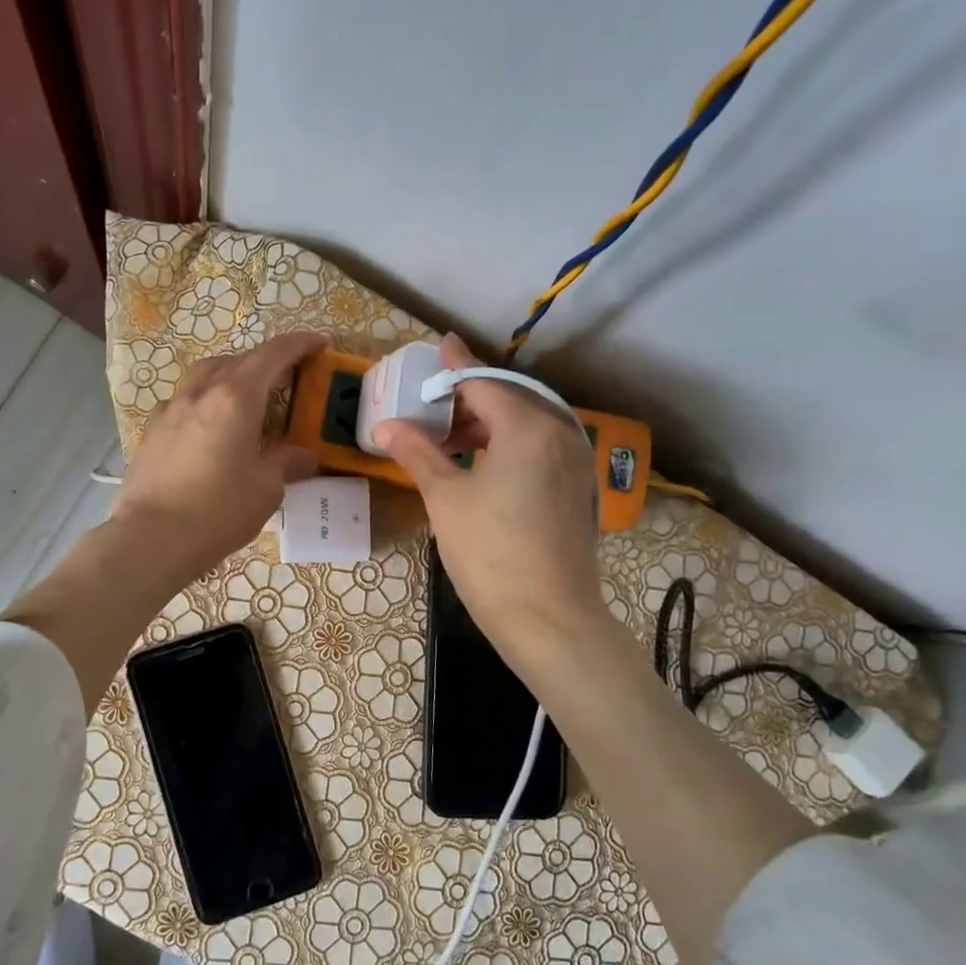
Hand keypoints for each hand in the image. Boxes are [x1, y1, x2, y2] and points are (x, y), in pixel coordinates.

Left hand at [115, 331, 325, 585]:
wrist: (151, 539)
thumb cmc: (218, 511)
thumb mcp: (266, 489)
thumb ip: (286, 463)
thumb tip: (303, 455)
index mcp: (236, 398)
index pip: (273, 355)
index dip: (299, 344)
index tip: (318, 343)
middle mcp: (201, 393)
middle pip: (237, 360)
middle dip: (265, 362)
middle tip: (285, 380)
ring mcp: (170, 409)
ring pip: (205, 375)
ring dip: (230, 376)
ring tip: (246, 399)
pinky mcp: (151, 431)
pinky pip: (184, 401)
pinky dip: (204, 402)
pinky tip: (210, 428)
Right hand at [373, 334, 607, 673]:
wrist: (548, 618)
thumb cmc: (490, 553)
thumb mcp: (446, 499)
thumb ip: (419, 454)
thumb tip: (387, 426)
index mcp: (528, 427)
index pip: (484, 382)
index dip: (455, 366)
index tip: (437, 346)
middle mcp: (561, 433)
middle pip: (510, 398)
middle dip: (471, 397)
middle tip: (433, 404)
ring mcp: (576, 462)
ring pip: (528, 424)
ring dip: (490, 422)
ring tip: (451, 437)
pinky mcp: (578, 489)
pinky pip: (541, 447)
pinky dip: (511, 444)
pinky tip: (484, 462)